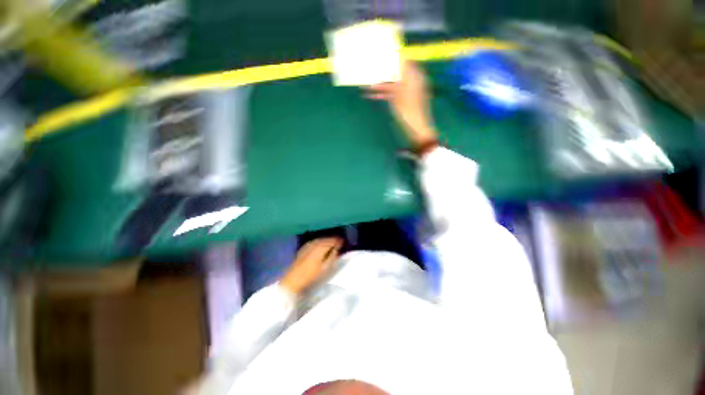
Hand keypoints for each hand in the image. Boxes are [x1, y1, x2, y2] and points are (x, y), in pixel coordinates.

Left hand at [280, 237, 342, 294]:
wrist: (293, 279)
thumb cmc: (310, 275)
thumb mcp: (324, 268)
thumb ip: (332, 257)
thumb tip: (336, 250)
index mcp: (320, 248)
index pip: (331, 242)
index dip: (337, 241)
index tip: (342, 241)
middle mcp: (314, 245)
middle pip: (325, 240)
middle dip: (331, 240)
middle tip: (338, 241)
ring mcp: (307, 246)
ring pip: (319, 240)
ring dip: (325, 240)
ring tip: (330, 243)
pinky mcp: (303, 249)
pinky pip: (314, 242)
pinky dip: (319, 242)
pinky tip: (320, 245)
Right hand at [365, 62, 437, 146]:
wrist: (416, 129)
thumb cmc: (409, 109)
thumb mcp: (399, 91)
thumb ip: (393, 77)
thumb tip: (390, 61)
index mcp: (415, 76)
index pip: (403, 62)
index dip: (392, 58)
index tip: (379, 55)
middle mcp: (412, 82)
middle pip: (396, 74)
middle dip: (383, 73)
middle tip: (370, 69)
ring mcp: (407, 93)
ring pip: (392, 85)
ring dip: (380, 86)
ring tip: (366, 85)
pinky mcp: (403, 102)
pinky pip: (393, 95)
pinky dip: (383, 95)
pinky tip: (372, 95)